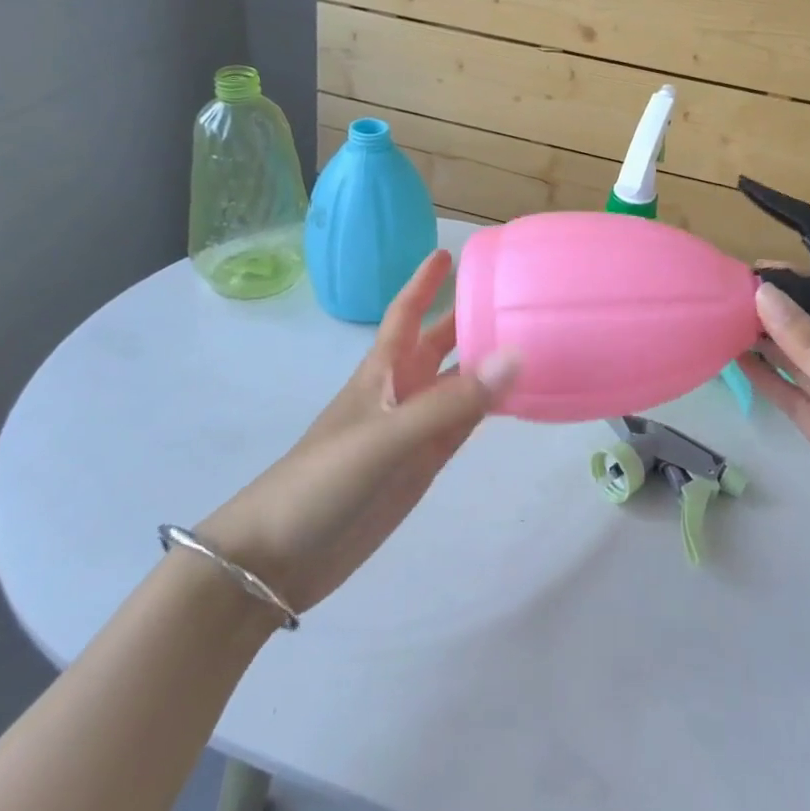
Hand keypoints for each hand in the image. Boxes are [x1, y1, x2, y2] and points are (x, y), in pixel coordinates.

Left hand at [199, 250, 518, 612]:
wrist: (279, 557)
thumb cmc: (323, 480)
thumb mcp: (387, 435)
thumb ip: (451, 402)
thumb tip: (516, 356)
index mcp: (381, 371)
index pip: (405, 314)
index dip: (423, 283)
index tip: (448, 253)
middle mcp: (400, 392)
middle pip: (439, 346)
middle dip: (467, 320)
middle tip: (511, 297)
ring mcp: (412, 431)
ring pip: (457, 386)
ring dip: (486, 366)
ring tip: (530, 342)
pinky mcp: (421, 467)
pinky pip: (463, 426)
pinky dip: (488, 410)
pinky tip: (515, 400)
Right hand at [739, 284, 809, 595]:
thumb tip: (764, 293)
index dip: (802, 287)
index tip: (757, 269)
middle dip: (780, 314)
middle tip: (730, 292)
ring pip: (802, 366)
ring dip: (769, 345)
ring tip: (724, 319)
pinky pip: (794, 399)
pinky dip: (769, 381)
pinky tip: (738, 360)